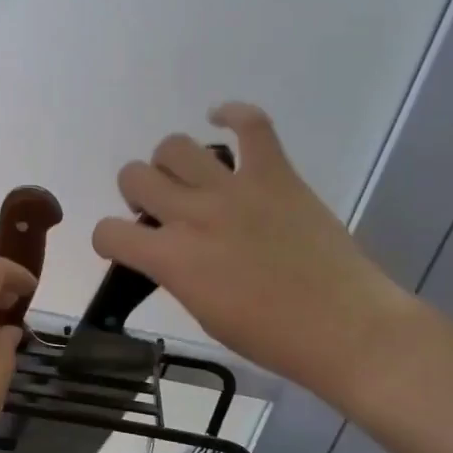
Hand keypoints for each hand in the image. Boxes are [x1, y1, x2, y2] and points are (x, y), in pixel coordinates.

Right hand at [91, 103, 416, 407]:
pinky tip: (222, 121)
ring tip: (189, 179)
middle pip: (134, 175)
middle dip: (137, 193)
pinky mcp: (275, 174)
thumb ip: (176, 273)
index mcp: (171, 259)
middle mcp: (193, 215)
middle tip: (162, 211)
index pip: (108, 232)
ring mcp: (234, 189)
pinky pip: (251, 124)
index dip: (110, 239)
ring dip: (171, 163)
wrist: (344, 327)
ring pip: (175, 146)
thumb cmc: (270, 337)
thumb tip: (170, 252)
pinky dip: (232, 115)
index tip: (126, 246)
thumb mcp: (202, 313)